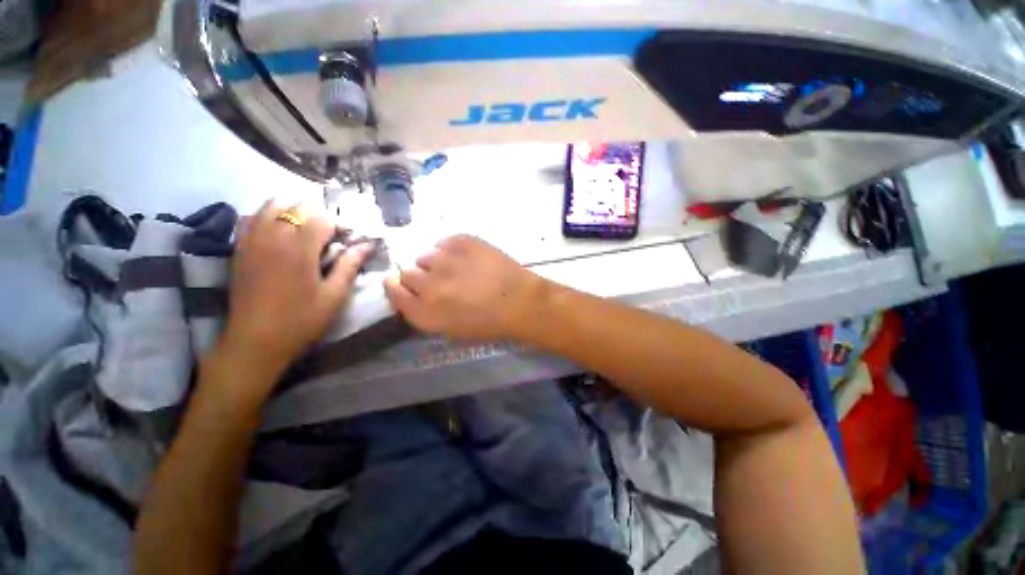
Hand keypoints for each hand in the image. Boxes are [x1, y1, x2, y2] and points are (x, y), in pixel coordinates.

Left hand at [220, 201, 370, 374]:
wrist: (255, 342)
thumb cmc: (301, 320)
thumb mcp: (335, 295)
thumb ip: (350, 265)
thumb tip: (367, 244)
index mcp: (299, 248)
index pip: (321, 218)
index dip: (339, 226)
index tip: (347, 241)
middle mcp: (273, 237)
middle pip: (296, 206)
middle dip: (317, 217)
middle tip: (328, 238)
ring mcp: (251, 241)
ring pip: (271, 206)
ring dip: (292, 212)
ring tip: (304, 232)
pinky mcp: (239, 249)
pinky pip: (252, 218)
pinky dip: (268, 218)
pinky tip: (278, 236)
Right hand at [384, 235, 541, 339]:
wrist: (520, 302)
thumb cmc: (489, 323)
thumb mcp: (452, 330)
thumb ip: (426, 312)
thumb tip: (414, 293)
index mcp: (425, 313)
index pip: (394, 293)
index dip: (396, 287)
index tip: (402, 284)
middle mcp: (429, 286)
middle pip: (407, 273)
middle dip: (419, 277)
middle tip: (438, 280)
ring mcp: (445, 260)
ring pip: (426, 256)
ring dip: (436, 263)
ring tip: (457, 268)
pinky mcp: (462, 241)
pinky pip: (445, 242)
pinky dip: (451, 249)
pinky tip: (467, 258)